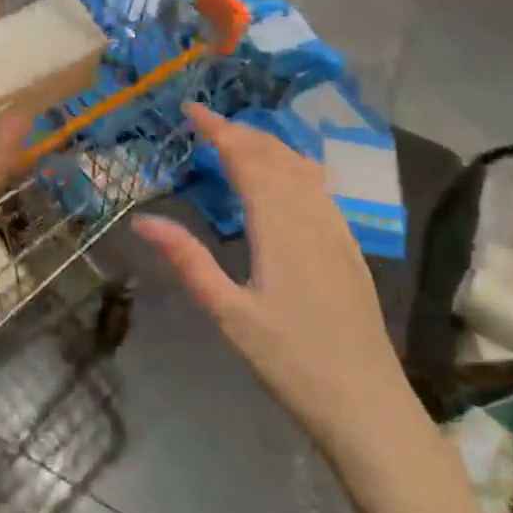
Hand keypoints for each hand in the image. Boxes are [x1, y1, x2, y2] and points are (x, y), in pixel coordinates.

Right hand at [134, 104, 407, 467]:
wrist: (367, 403)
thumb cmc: (291, 360)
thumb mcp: (228, 313)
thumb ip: (189, 260)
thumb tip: (144, 219)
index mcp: (279, 224)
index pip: (246, 158)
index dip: (219, 128)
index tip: (191, 108)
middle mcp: (311, 215)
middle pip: (275, 155)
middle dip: (241, 131)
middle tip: (207, 123)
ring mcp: (336, 229)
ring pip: (301, 168)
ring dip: (268, 146)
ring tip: (239, 140)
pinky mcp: (349, 246)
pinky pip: (320, 188)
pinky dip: (295, 166)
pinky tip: (289, 176)